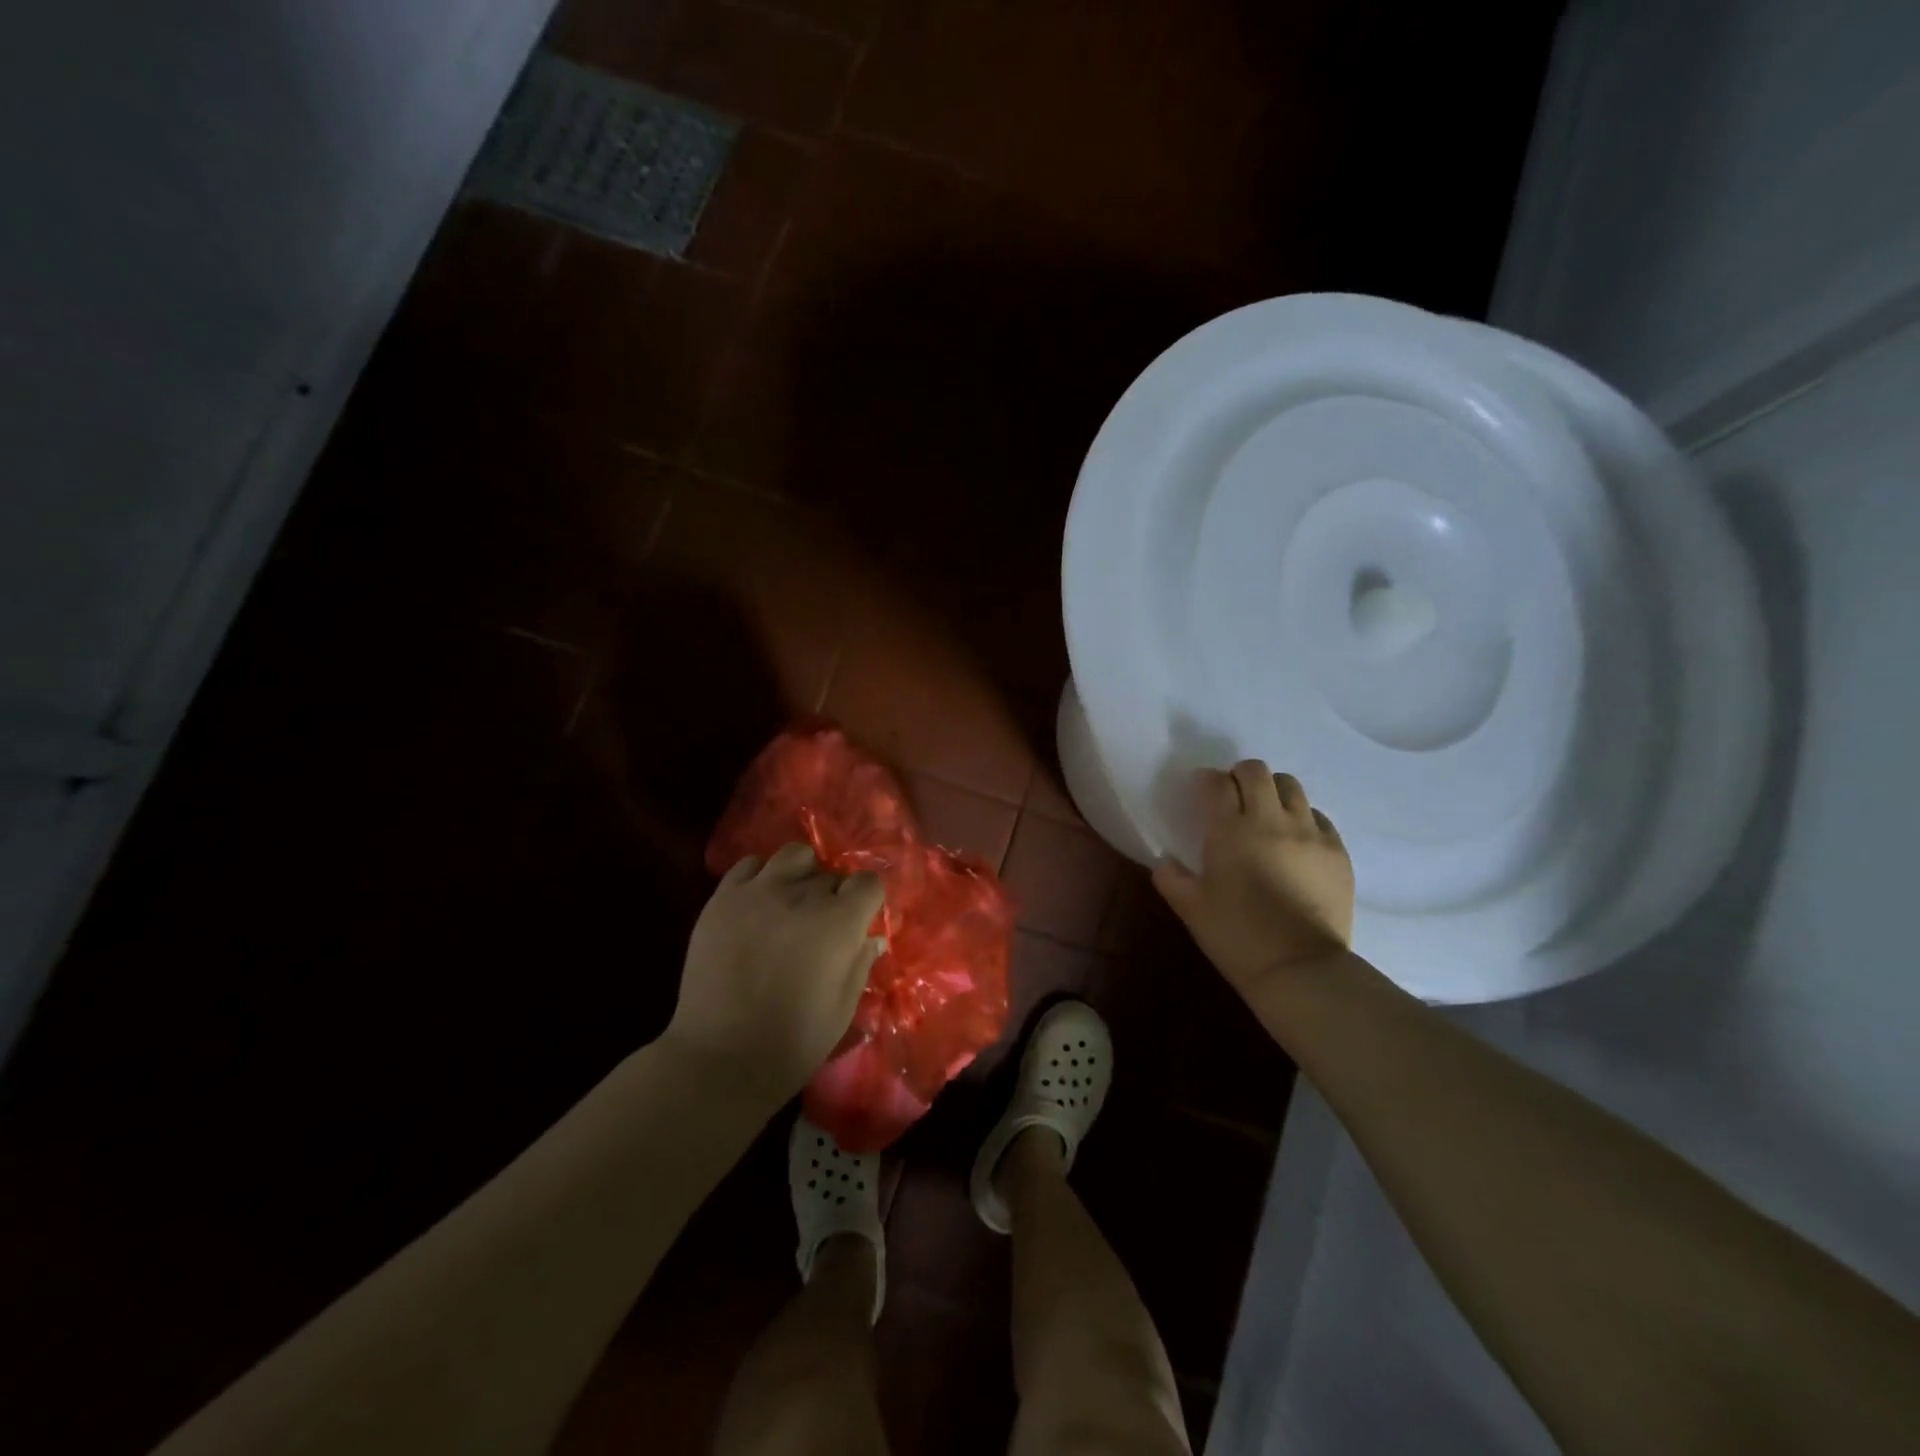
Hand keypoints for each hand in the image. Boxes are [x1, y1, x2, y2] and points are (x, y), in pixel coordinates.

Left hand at [666, 843, 887, 1103]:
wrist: (721, 1058)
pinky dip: (761, 877)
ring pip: (794, 855)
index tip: (860, 920)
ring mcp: (759, 892)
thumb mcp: (843, 1008)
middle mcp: (803, 896)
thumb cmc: (793, 1042)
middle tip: (822, 925)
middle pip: (831, 873)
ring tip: (792, 901)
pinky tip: (758, 903)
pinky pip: (749, 865)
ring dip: (802, 873)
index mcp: (839, 923)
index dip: (867, 901)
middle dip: (834, 895)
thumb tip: (871, 937)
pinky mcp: (723, 898)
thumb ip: (860, 963)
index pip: (868, 883)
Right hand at [1152, 761, 1354, 1003]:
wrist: (1300, 968)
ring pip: (1291, 787)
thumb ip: (1172, 879)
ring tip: (1266, 813)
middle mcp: (1271, 820)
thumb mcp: (1191, 909)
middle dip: (1240, 776)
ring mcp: (1310, 833)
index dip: (1206, 781)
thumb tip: (1165, 862)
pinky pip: (1319, 817)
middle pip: (1256, 772)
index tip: (1201, 791)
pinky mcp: (1337, 851)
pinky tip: (1295, 841)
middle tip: (1232, 796)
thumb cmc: (1237, 936)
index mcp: (1230, 830)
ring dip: (1273, 791)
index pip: (1216, 783)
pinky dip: (1302, 818)